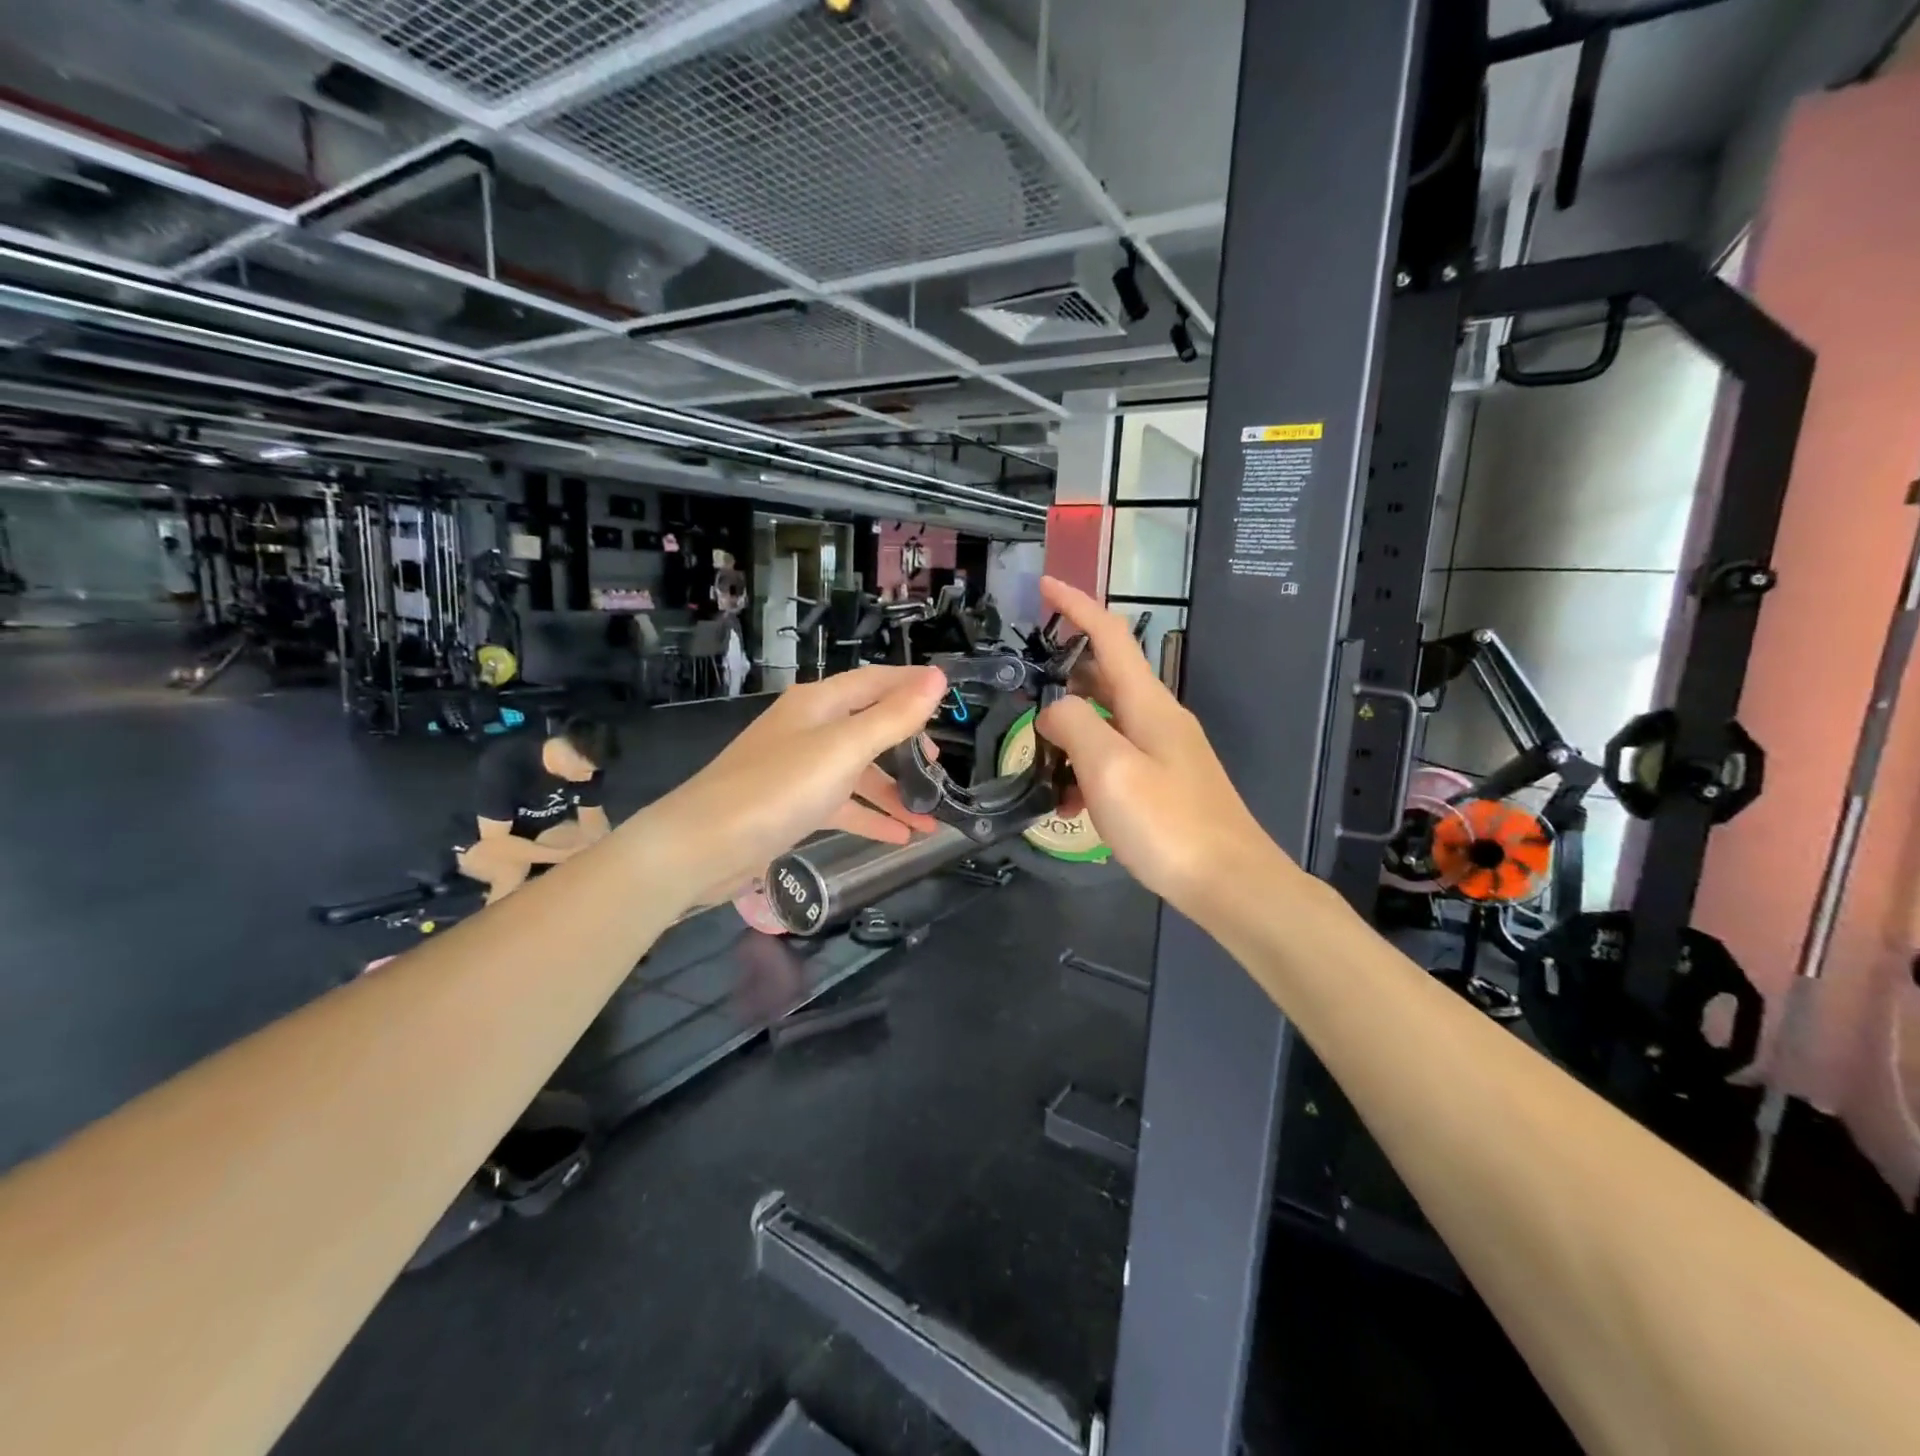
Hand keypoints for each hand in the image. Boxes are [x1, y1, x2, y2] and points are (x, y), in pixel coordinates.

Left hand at [651, 666, 947, 906]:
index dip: (912, 686)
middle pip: (870, 727)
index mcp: (820, 703)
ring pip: (860, 771)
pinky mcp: (794, 805)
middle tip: (940, 773)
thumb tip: (937, 677)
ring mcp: (800, 768)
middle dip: (908, 748)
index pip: (876, 682)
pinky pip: (843, 804)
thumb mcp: (843, 750)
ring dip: (895, 792)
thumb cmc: (777, 789)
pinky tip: (901, 838)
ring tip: (933, 817)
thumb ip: (893, 717)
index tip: (951, 701)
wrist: (702, 846)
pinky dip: (871, 817)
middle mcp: (810, 728)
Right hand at [1035, 577, 1299, 917]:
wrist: (1230, 883)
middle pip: (1104, 677)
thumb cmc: (1168, 824)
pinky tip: (1066, 800)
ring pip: (1104, 721)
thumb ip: (1075, 725)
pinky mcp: (1163, 781)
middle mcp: (1157, 717)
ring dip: (1069, 730)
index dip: (1076, 605)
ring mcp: (1163, 751)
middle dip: (1062, 673)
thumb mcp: (1111, 769)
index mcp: (1148, 703)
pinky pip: (1114, 757)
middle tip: (1022, 684)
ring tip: (1035, 757)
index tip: (1044, 584)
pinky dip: (1085, 766)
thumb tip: (1053, 709)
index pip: (1109, 636)